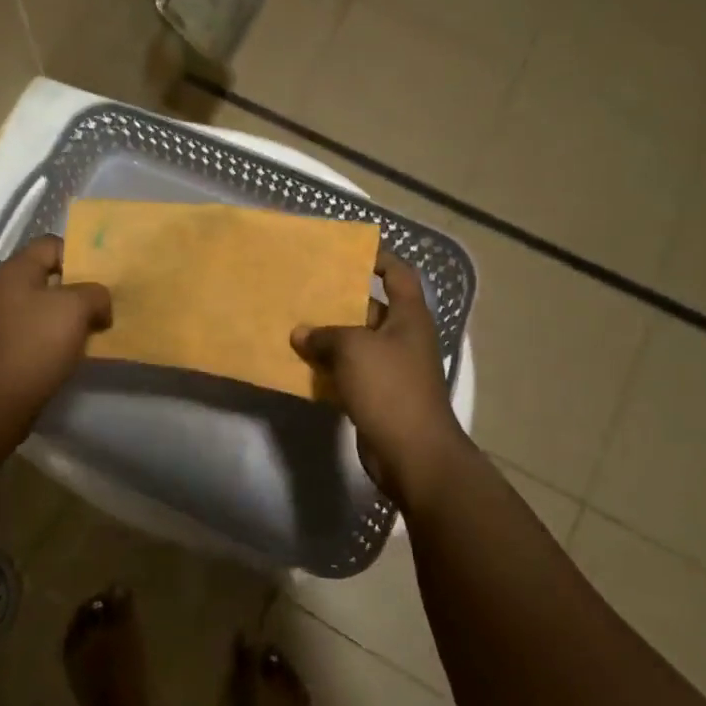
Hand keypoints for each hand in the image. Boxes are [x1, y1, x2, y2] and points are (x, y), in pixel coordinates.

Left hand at [0, 235, 111, 413]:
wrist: (1, 397)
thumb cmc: (38, 341)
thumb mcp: (77, 307)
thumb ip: (95, 293)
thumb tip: (98, 302)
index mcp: (16, 268)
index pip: (52, 244)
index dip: (80, 255)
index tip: (102, 276)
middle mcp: (2, 286)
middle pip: (48, 275)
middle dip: (77, 287)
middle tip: (102, 302)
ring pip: (42, 304)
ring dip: (67, 313)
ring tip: (92, 327)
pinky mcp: (1, 343)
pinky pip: (34, 328)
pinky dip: (54, 334)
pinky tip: (71, 348)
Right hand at [291, 252, 471, 506]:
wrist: (413, 454)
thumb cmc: (390, 388)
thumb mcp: (353, 349)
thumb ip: (324, 334)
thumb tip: (300, 333)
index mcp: (408, 317)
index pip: (398, 274)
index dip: (378, 258)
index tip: (346, 251)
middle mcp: (402, 338)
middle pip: (369, 308)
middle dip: (338, 299)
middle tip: (303, 289)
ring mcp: (390, 368)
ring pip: (354, 342)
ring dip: (327, 335)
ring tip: (292, 322)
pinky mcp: (376, 395)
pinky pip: (347, 372)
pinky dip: (326, 367)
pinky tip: (298, 363)